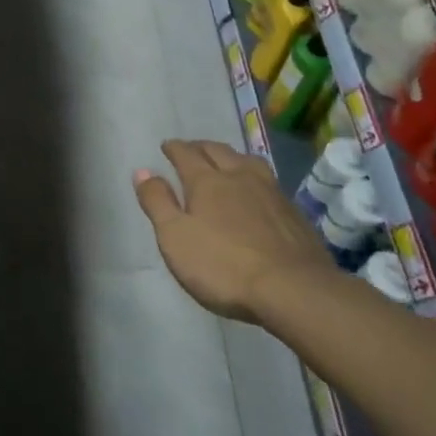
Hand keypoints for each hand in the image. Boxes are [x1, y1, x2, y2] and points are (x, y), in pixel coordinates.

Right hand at [133, 140, 339, 322]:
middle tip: (191, 149)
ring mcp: (271, 192)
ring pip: (248, 161)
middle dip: (201, 147)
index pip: (186, 154)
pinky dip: (254, 177)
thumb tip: (142, 170)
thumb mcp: (175, 237)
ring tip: (226, 161)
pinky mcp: (293, 212)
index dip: (174, 148)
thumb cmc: (222, 265)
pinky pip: (268, 181)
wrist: (293, 289)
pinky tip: (257, 191)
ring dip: (231, 156)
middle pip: (218, 151)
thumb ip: (157, 202)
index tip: (166, 146)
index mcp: (207, 181)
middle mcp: (240, 177)